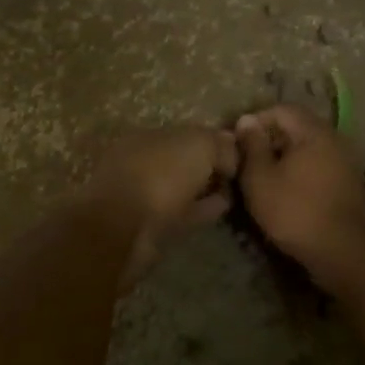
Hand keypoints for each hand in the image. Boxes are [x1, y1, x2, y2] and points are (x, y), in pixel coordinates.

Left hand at [81, 127, 238, 286]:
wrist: (122, 231)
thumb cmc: (159, 177)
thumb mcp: (198, 145)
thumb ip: (220, 144)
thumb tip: (233, 151)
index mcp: (148, 136)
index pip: (188, 133)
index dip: (216, 139)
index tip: (242, 149)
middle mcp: (144, 162)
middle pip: (185, 159)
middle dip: (210, 164)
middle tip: (241, 172)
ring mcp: (146, 195)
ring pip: (185, 187)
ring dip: (207, 187)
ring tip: (234, 190)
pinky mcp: (151, 226)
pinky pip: (185, 211)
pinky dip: (204, 208)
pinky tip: (223, 207)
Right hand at [233, 105, 364, 287]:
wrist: (342, 250)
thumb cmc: (294, 210)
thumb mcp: (260, 178)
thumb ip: (252, 146)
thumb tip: (246, 120)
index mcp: (313, 131)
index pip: (282, 109)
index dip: (257, 120)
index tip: (238, 141)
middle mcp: (334, 138)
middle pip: (297, 127)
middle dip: (270, 139)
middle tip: (248, 160)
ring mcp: (345, 161)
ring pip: (308, 148)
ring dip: (285, 157)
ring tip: (264, 177)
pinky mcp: (349, 183)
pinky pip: (319, 165)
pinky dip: (301, 171)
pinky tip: (287, 191)